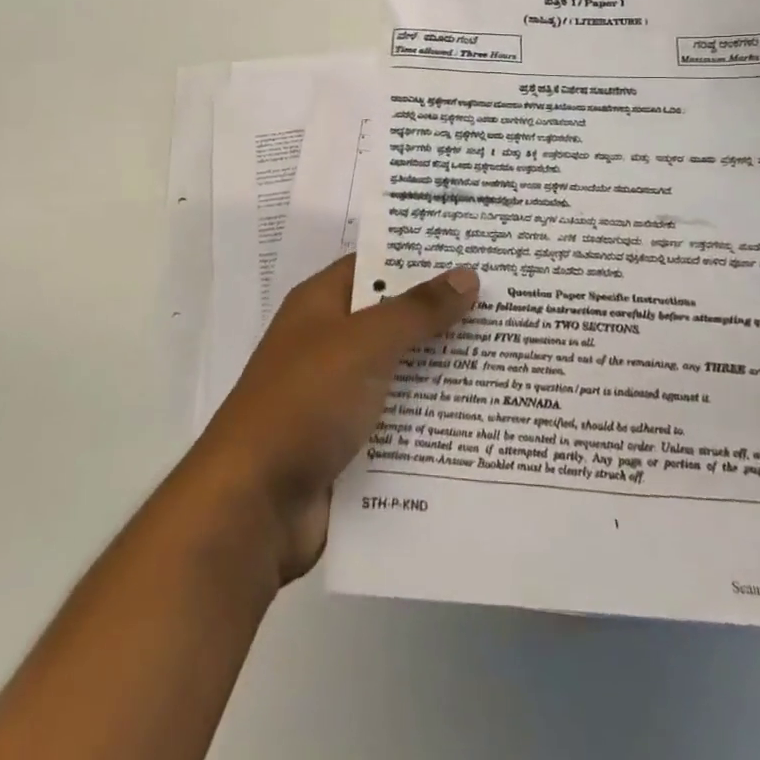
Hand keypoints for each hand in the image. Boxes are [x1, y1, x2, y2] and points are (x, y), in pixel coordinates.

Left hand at [189, 254, 478, 583]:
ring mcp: (337, 394)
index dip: (419, 257)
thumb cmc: (305, 402)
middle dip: (441, 315)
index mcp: (321, 304)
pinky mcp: (348, 442)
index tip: (473, 253)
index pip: (375, 264)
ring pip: (399, 371)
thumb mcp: (364, 344)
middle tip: (505, 306)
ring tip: (506, 359)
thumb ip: (417, 311)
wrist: (253, 505)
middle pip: (392, 318)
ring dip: (441, 370)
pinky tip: (478, 417)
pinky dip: (428, 418)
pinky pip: (396, 419)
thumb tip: (467, 274)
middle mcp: (328, 342)